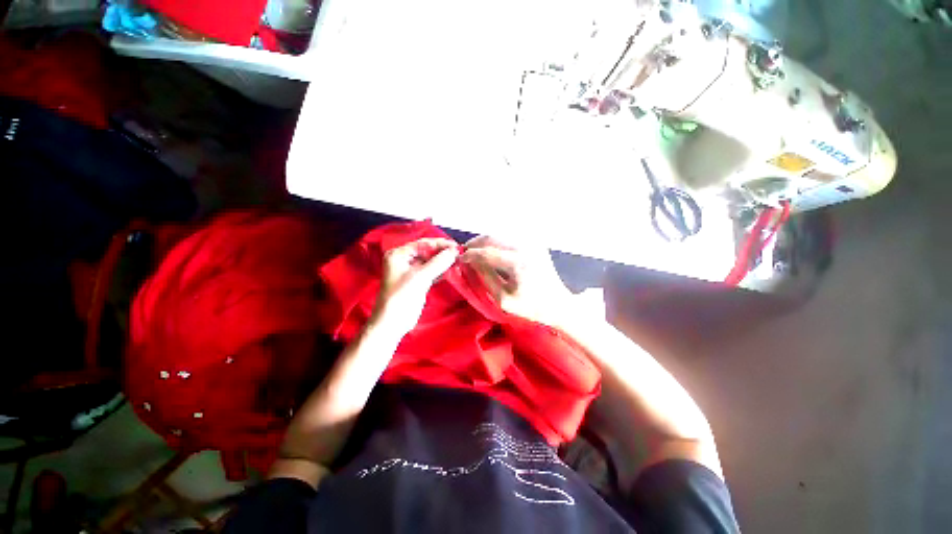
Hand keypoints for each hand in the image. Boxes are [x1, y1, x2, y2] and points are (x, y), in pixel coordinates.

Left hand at [372, 238, 459, 336]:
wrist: (393, 322)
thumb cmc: (402, 296)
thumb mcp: (420, 276)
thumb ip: (438, 262)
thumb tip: (455, 251)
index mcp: (399, 254)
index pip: (422, 243)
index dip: (440, 244)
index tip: (456, 246)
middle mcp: (404, 260)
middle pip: (427, 251)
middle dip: (442, 252)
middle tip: (459, 253)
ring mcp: (411, 271)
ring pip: (430, 261)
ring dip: (443, 261)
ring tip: (459, 260)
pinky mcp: (417, 281)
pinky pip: (431, 271)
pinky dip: (441, 270)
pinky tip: (452, 270)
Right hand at [459, 236, 570, 325]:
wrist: (558, 303)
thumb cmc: (531, 307)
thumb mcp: (503, 299)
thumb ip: (485, 278)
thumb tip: (470, 263)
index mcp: (517, 263)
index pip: (486, 252)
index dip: (469, 254)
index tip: (458, 259)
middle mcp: (524, 247)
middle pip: (491, 238)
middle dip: (474, 244)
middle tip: (463, 254)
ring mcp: (531, 243)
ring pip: (499, 236)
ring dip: (484, 243)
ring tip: (474, 254)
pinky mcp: (533, 243)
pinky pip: (508, 239)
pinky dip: (495, 244)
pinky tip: (490, 253)